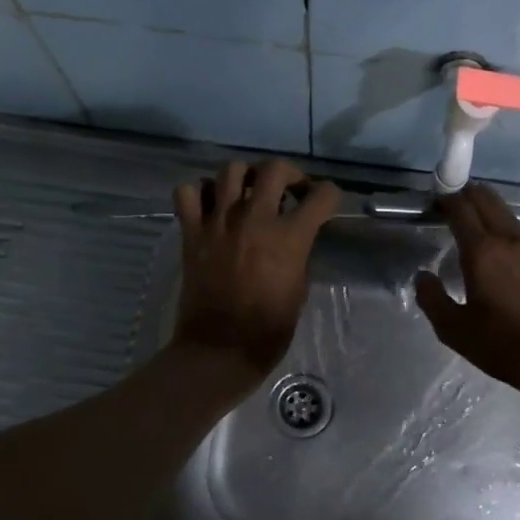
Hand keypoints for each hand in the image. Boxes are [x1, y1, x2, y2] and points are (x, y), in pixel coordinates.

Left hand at [171, 158, 340, 385]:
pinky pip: (188, 192)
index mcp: (289, 237)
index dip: (331, 196)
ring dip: (246, 177)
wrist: (220, 349)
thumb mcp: (299, 289)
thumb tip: (294, 237)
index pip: (322, 196)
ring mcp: (219, 222)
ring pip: (231, 170)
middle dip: (290, 174)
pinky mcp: (192, 233)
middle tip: (290, 191)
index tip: (327, 203)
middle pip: (275, 169)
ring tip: (249, 193)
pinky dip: (200, 192)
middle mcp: (255, 220)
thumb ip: (298, 254)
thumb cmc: (269, 329)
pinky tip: (211, 205)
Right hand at [414, 184, 519, 403]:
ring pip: (505, 211)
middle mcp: (508, 238)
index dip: (445, 200)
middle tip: (449, 207)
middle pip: (486, 198)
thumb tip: (423, 276)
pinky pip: (519, 229)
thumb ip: (432, 299)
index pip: (461, 208)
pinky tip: (497, 247)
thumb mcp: (454, 330)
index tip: (433, 203)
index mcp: (482, 251)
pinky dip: (502, 225)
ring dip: (485, 209)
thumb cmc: (502, 344)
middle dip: (465, 194)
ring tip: (471, 225)